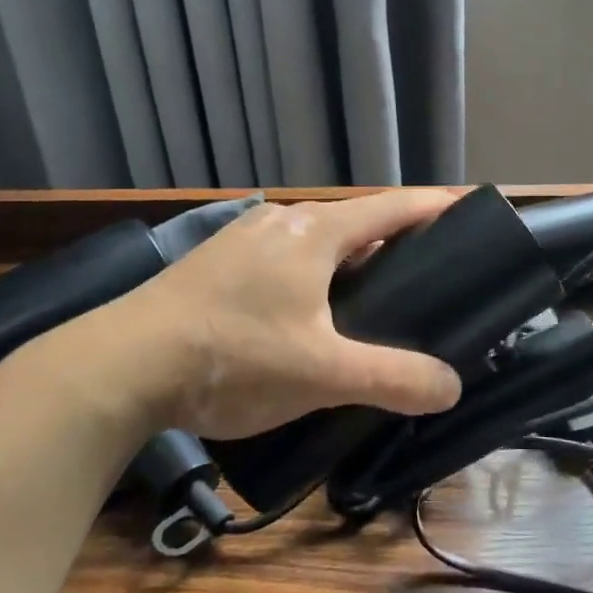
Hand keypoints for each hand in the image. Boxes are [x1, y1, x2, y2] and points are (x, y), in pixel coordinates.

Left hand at [64, 191, 463, 441]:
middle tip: (427, 278)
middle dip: (395, 243)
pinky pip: (284, 258)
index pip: (395, 207)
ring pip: (317, 242)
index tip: (472, 207)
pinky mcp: (217, 262)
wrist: (119, 366)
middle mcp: (283, 220)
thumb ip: (393, 378)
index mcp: (316, 231)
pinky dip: (312, 276)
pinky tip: (307, 315)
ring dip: (350, 263)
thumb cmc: (232, 357)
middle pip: (357, 223)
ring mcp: (244, 238)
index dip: (438, 205)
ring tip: (371, 303)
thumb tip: (451, 386)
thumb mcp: (322, 375)